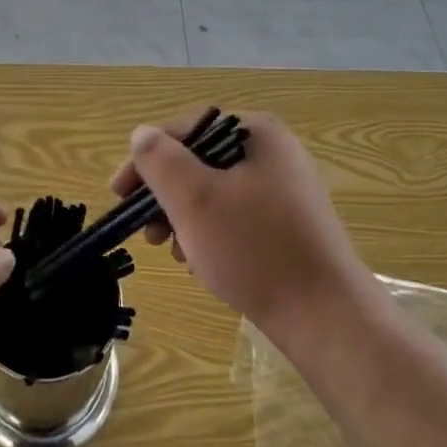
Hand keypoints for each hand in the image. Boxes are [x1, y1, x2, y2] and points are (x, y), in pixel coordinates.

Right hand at [110, 111, 376, 340]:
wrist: (328, 317)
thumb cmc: (255, 249)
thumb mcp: (195, 199)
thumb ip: (160, 160)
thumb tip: (142, 134)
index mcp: (256, 132)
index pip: (187, 129)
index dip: (146, 158)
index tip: (118, 194)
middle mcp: (275, 152)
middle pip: (201, 161)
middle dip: (166, 195)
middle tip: (146, 232)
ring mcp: (286, 189)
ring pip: (216, 192)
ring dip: (186, 218)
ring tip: (175, 252)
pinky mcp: (291, 224)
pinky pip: (237, 216)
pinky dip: (212, 234)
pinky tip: (204, 263)